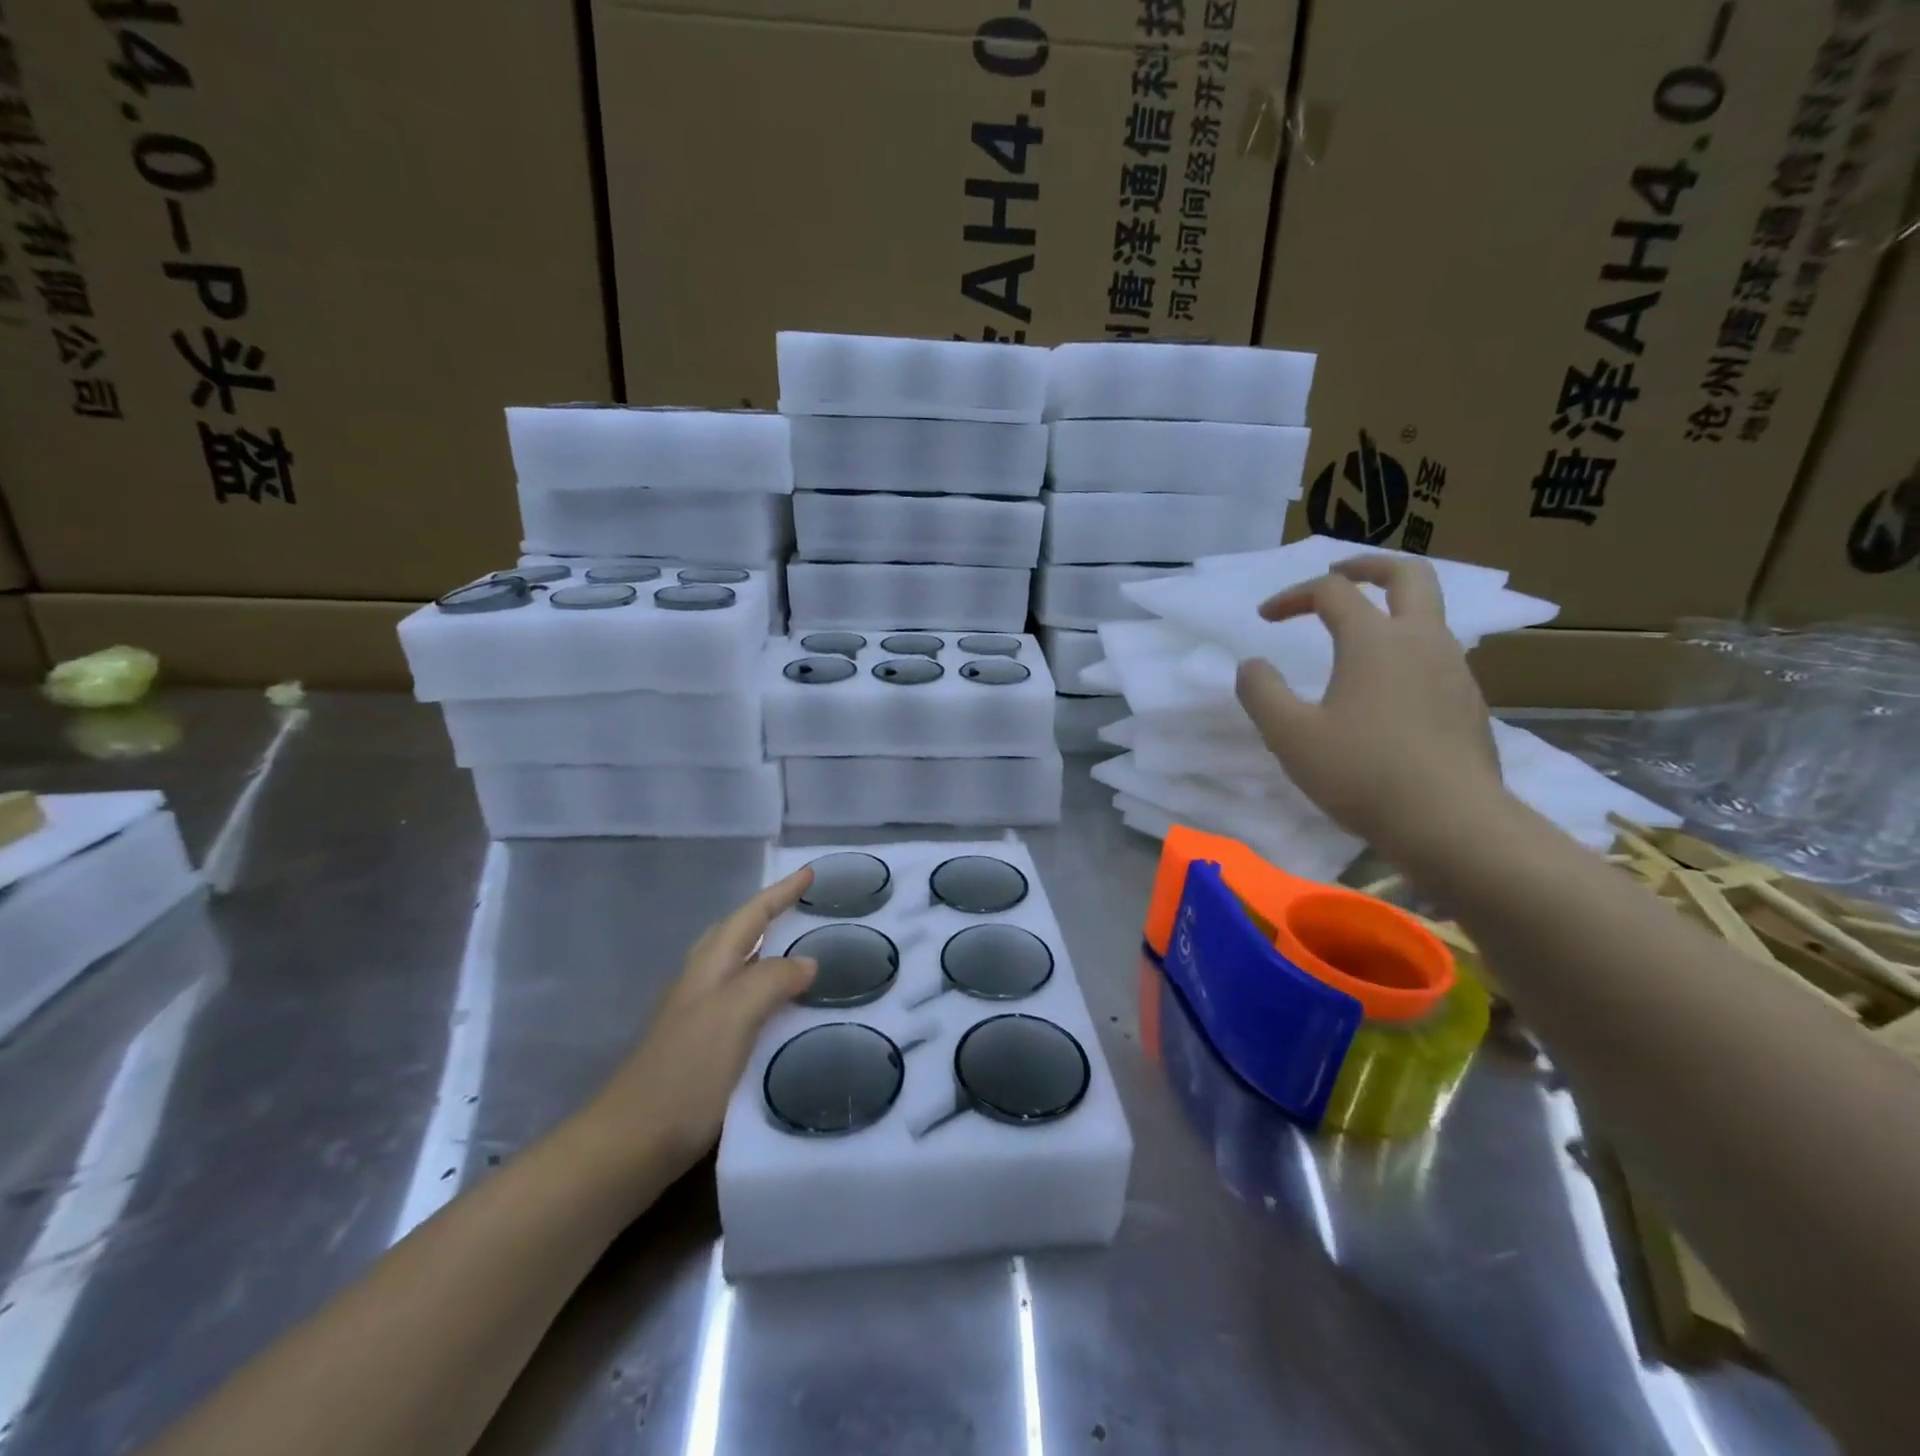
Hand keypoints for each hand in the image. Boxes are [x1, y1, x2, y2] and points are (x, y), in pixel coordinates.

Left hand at [569, 868, 817, 1183]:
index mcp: (709, 967)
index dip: (780, 893)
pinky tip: (783, 1012)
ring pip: (738, 967)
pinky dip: (766, 992)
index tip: (809, 872)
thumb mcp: (733, 1016)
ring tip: (802, 952)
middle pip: (736, 934)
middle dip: (769, 914)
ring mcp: (697, 1017)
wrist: (629, 1146)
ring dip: (768, 951)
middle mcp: (701, 983)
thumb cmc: (684, 1074)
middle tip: (805, 907)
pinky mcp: (701, 1049)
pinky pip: (742, 1003)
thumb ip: (771, 980)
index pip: (750, 915)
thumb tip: (806, 962)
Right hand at [1234, 555, 1506, 857]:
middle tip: (1338, 573)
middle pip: (1408, 574)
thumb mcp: (1289, 735)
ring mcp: (1455, 670)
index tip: (1265, 619)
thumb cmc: (1361, 772)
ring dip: (1391, 608)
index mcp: (1374, 640)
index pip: (1331, 592)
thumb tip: (1252, 665)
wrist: (1451, 822)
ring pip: (1429, 614)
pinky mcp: (1469, 703)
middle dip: (1368, 565)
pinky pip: (1437, 655)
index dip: (1292, 596)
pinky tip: (1386, 688)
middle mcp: (1422, 640)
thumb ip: (1260, 692)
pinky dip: (1406, 648)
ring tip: (1358, 634)